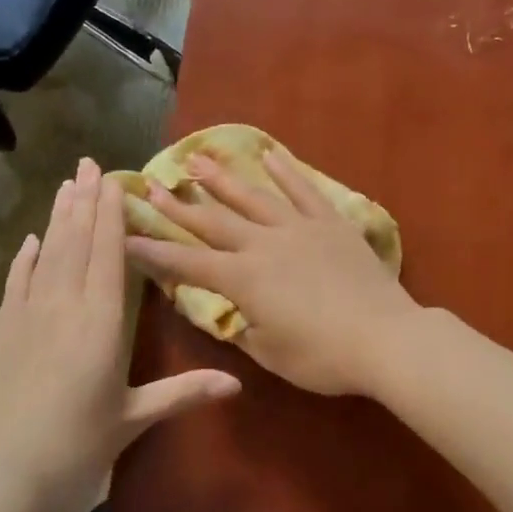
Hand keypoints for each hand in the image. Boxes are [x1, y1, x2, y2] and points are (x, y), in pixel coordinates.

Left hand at [0, 158, 239, 511]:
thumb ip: (184, 393)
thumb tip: (238, 383)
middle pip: (75, 243)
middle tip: (88, 163)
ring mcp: (28, 318)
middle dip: (84, 201)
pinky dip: (25, 259)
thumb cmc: (76, 450)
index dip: (111, 214)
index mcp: (100, 323)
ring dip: (57, 218)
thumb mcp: (133, 419)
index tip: (114, 179)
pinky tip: (31, 240)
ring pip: (47, 255)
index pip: (108, 254)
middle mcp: (63, 308)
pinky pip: (17, 284)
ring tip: (66, 184)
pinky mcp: (4, 335)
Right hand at [123, 148, 422, 395]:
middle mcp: (263, 245)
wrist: (385, 338)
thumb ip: (244, 328)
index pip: (187, 264)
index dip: (155, 252)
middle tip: (152, 186)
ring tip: (198, 158)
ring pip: (253, 197)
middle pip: (213, 221)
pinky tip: (268, 154)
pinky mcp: (330, 223)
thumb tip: (233, 311)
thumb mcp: (270, 353)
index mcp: (243, 280)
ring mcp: (298, 228)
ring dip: (222, 178)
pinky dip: (285, 171)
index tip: (127, 236)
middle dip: (179, 206)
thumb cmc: (323, 357)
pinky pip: (304, 190)